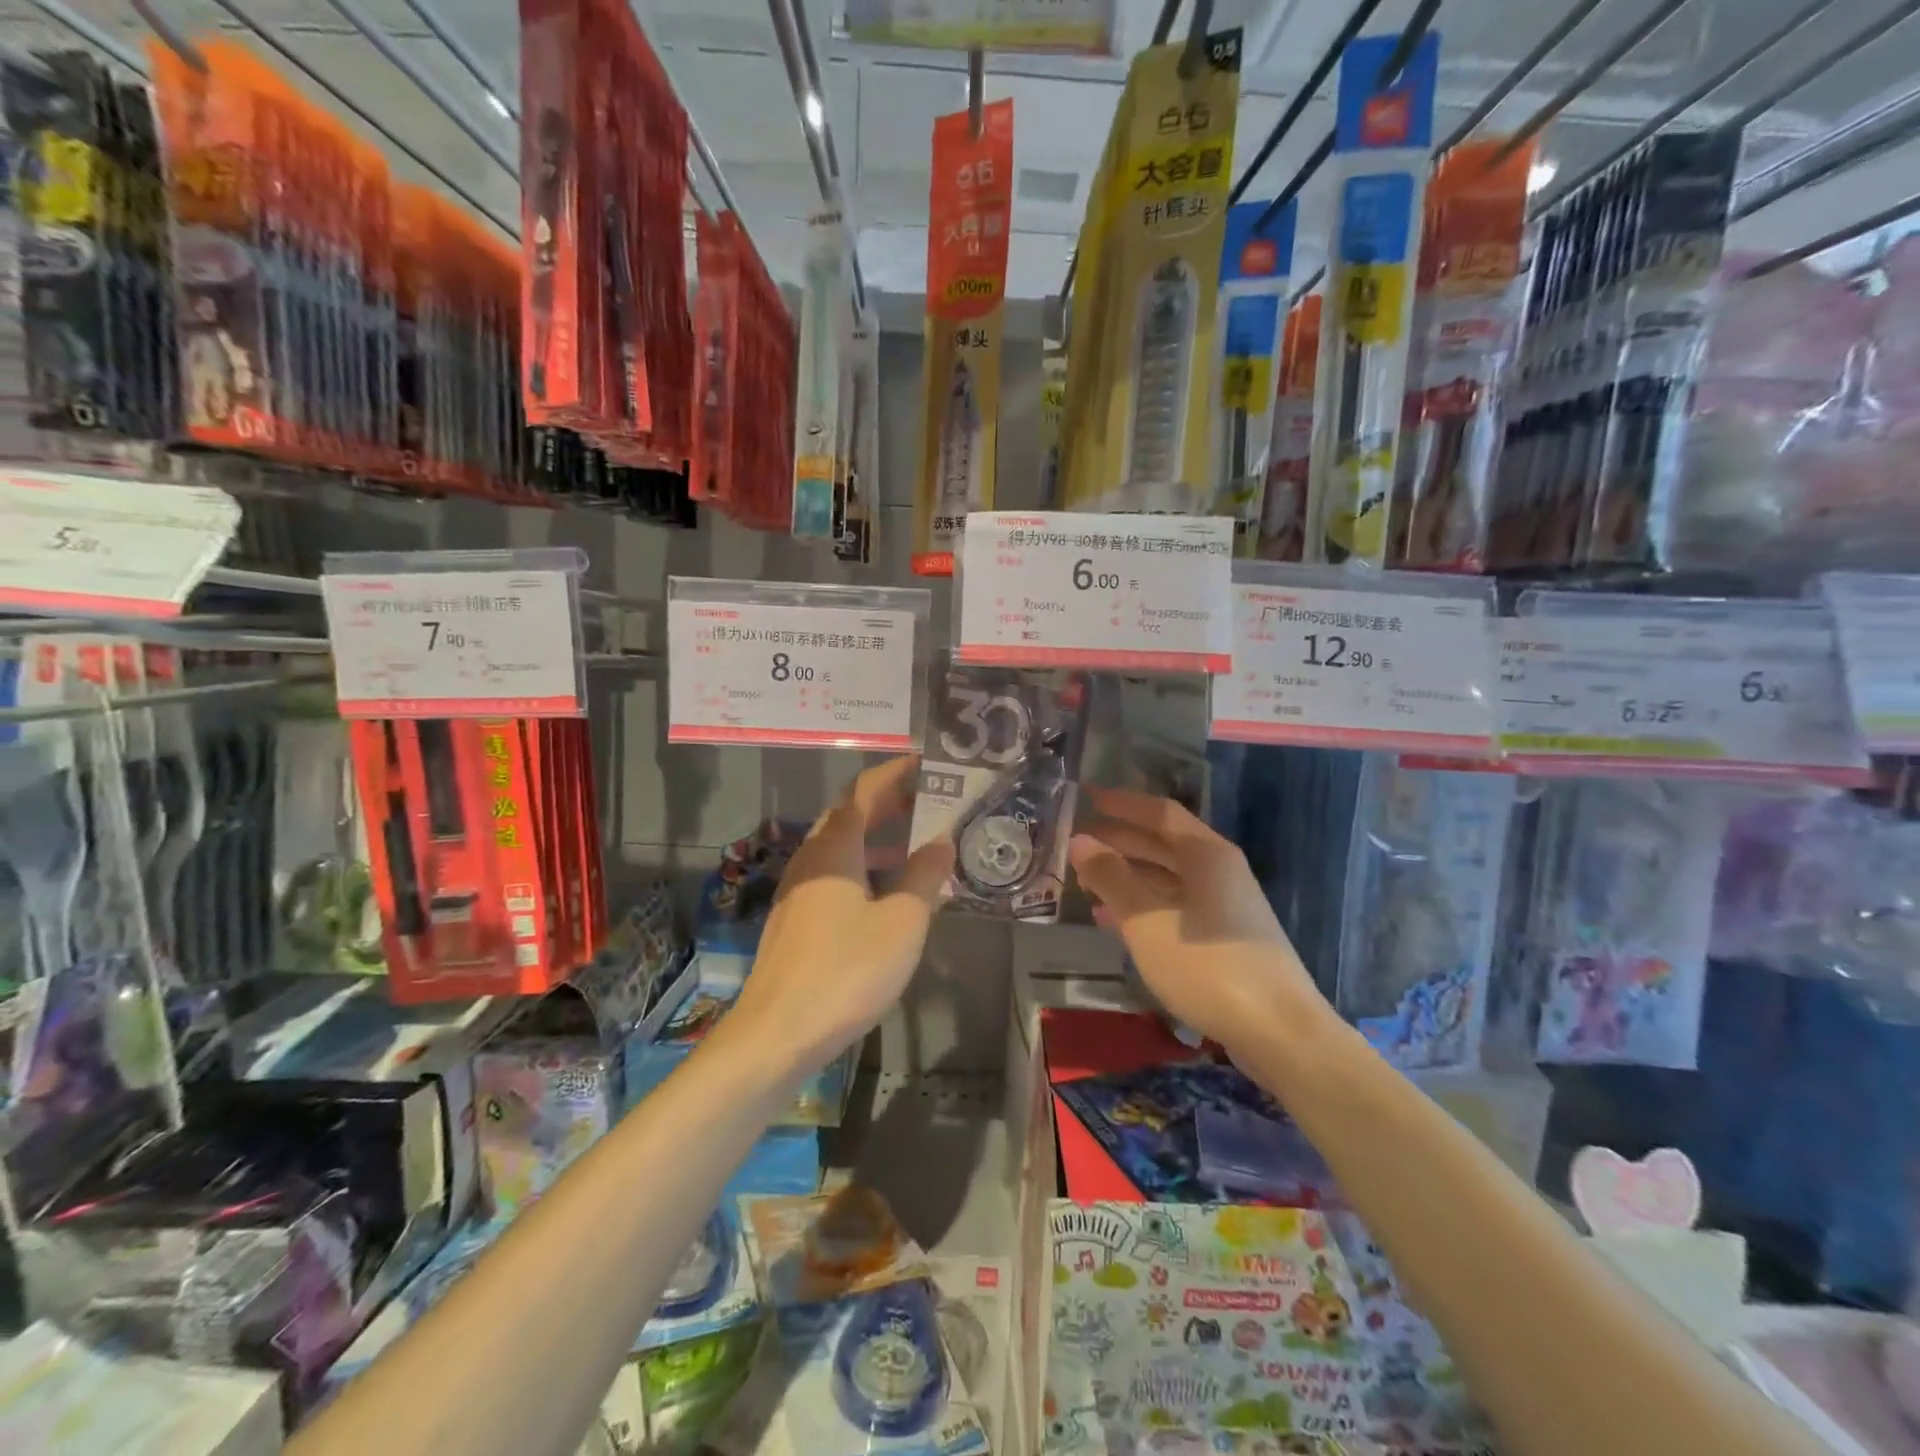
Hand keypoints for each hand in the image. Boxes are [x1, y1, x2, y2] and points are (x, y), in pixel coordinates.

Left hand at [726, 757, 954, 1073]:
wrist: (777, 1033)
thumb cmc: (846, 970)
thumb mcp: (902, 922)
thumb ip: (924, 876)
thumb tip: (942, 841)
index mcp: (835, 848)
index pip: (865, 791)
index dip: (895, 773)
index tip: (926, 762)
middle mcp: (811, 858)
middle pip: (849, 814)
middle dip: (888, 802)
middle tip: (929, 800)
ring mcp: (798, 889)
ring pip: (840, 846)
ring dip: (877, 837)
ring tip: (917, 843)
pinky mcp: (795, 919)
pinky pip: (833, 874)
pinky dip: (863, 866)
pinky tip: (886, 892)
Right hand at [1069, 787, 1325, 1055]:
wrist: (1279, 1031)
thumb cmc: (1208, 966)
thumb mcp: (1147, 921)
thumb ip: (1111, 877)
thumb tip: (1080, 840)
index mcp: (1206, 854)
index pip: (1159, 812)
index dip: (1122, 803)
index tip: (1087, 798)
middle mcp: (1219, 870)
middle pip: (1163, 843)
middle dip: (1120, 841)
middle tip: (1078, 843)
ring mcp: (1225, 905)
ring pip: (1167, 878)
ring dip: (1128, 876)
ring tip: (1086, 884)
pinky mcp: (1225, 937)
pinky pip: (1175, 907)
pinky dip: (1143, 907)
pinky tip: (1114, 922)